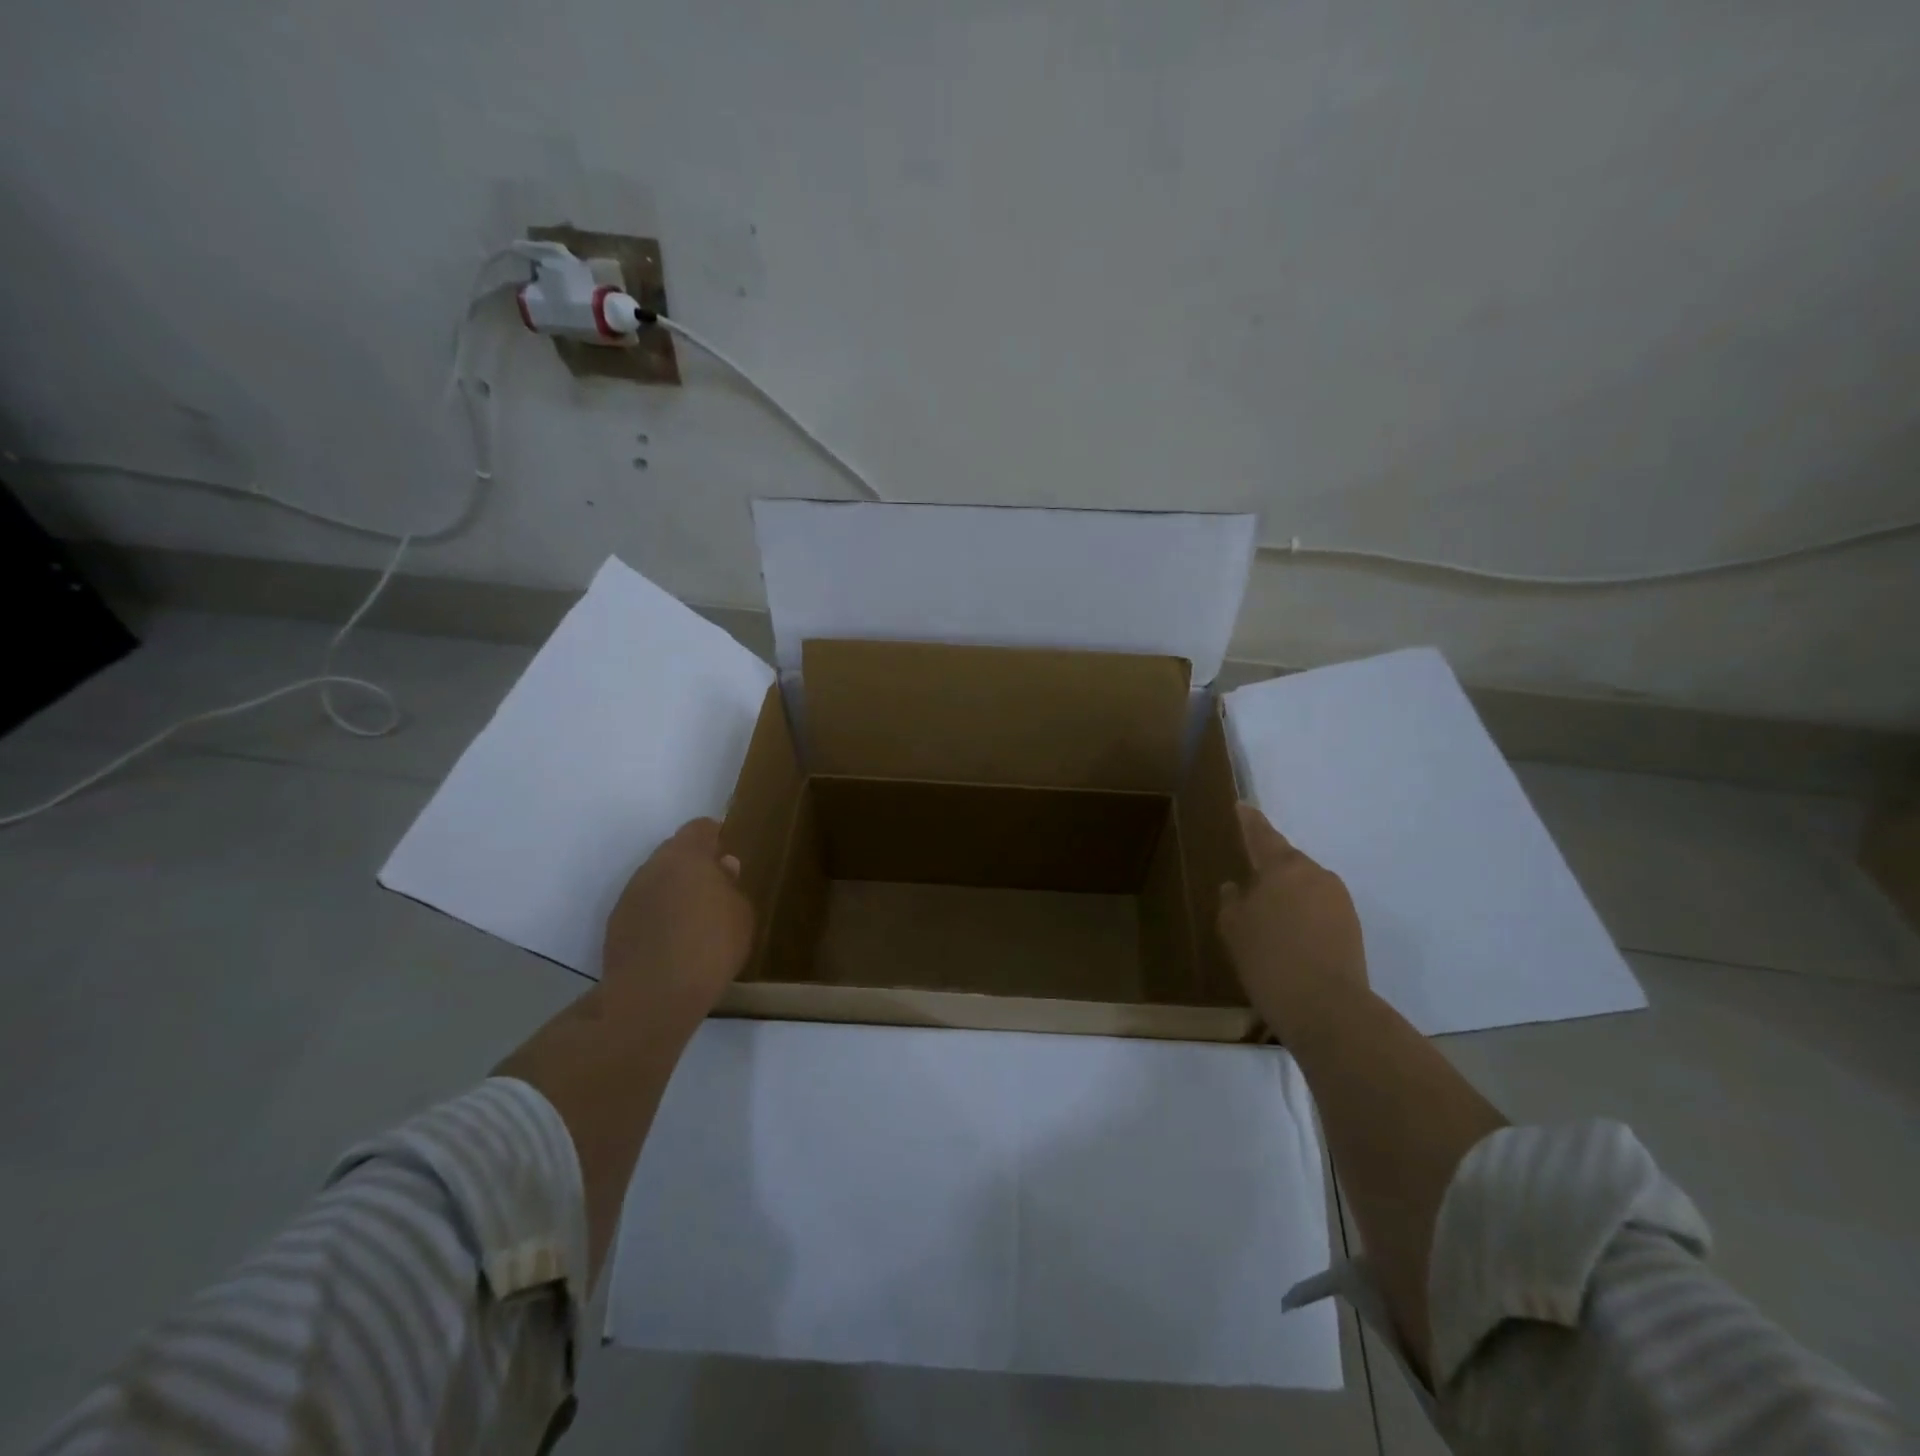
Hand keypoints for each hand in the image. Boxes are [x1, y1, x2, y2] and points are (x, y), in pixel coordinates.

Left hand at [600, 818, 754, 1043]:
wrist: (653, 994)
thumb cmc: (711, 946)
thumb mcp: (741, 915)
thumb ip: (731, 886)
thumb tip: (723, 867)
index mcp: (687, 855)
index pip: (699, 828)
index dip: (714, 836)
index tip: (725, 852)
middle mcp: (653, 867)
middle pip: (674, 853)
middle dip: (693, 866)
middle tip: (714, 890)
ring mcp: (630, 895)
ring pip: (656, 881)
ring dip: (673, 892)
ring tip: (693, 920)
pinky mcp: (615, 924)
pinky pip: (643, 908)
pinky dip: (657, 917)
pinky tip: (672, 942)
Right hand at [1217, 803, 1370, 1040]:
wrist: (1326, 1008)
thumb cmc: (1269, 959)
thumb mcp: (1233, 928)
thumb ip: (1232, 901)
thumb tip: (1236, 888)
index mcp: (1283, 867)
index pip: (1262, 834)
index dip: (1249, 821)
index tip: (1242, 806)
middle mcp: (1315, 874)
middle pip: (1287, 862)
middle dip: (1268, 869)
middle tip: (1247, 882)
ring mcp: (1339, 901)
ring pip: (1305, 887)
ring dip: (1287, 895)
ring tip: (1267, 919)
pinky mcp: (1352, 927)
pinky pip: (1319, 909)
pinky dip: (1302, 916)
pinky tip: (1288, 938)